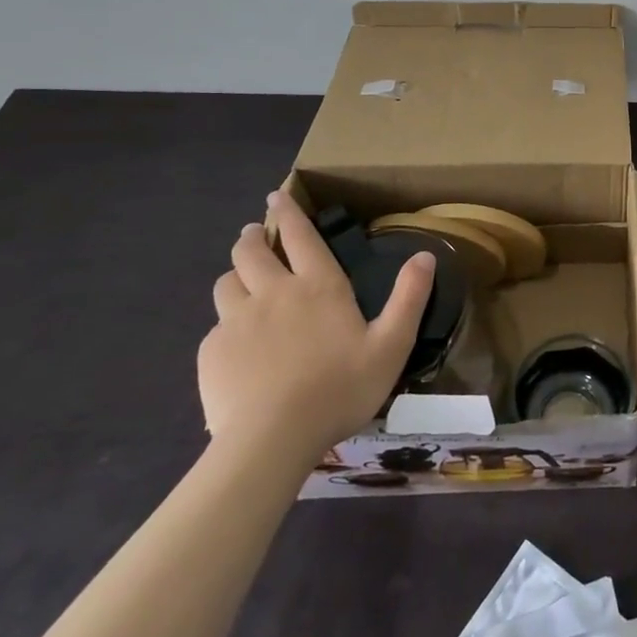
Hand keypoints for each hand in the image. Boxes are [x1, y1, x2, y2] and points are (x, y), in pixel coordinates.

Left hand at [200, 190, 433, 460]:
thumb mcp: (391, 345)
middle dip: (252, 237)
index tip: (276, 197)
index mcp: (318, 287)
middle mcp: (273, 292)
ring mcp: (236, 321)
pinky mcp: (212, 352)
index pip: (299, 236)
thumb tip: (425, 255)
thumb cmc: (340, 388)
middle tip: (253, 235)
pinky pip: (215, 326)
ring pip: (226, 283)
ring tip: (242, 282)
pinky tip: (236, 344)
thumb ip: (410, 298)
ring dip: (235, 275)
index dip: (287, 213)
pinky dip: (226, 324)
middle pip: (251, 251)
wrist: (272, 439)